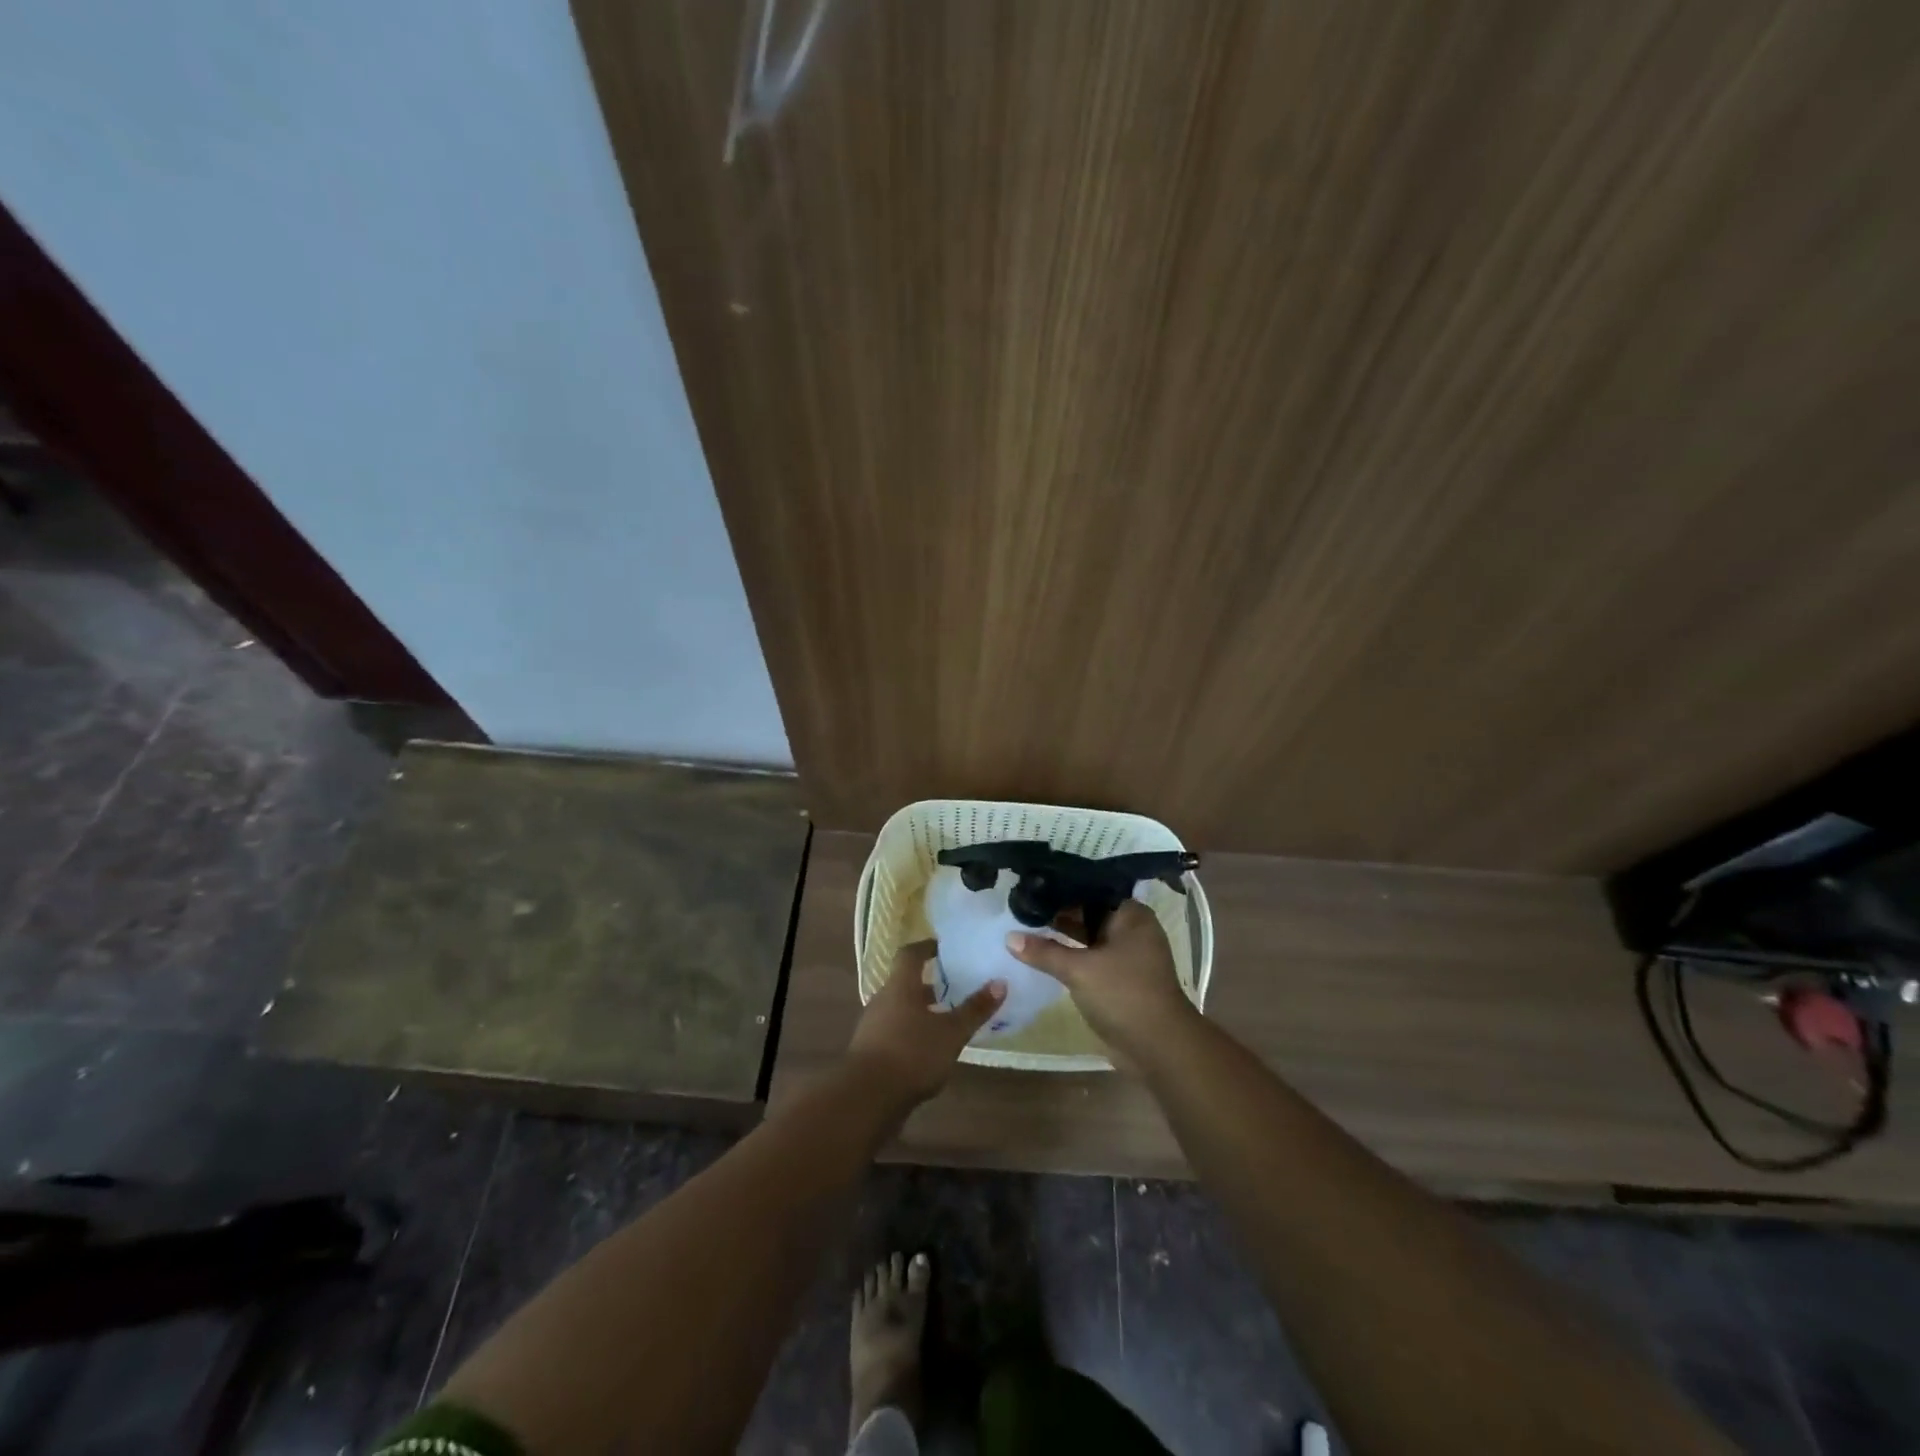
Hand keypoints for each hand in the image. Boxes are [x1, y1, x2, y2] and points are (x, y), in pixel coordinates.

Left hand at [845, 942, 1005, 1107]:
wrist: (866, 1098)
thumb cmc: (912, 1053)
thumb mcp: (951, 1032)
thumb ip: (975, 1009)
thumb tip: (1000, 982)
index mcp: (900, 986)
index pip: (910, 954)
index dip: (926, 947)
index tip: (943, 948)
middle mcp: (883, 999)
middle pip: (905, 983)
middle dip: (928, 984)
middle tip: (953, 987)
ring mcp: (872, 1026)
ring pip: (899, 1008)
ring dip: (920, 1011)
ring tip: (945, 1021)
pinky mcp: (869, 1051)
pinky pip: (893, 1031)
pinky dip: (911, 1033)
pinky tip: (928, 1051)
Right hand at [1005, 901, 1194, 1067]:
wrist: (1158, 1048)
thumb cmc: (1123, 994)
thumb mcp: (1079, 969)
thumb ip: (1044, 951)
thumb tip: (1009, 937)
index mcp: (1131, 915)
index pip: (1092, 889)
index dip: (1062, 887)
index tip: (1032, 884)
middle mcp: (1131, 930)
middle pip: (1089, 913)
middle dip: (1059, 911)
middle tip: (1022, 903)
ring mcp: (1126, 956)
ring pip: (1087, 937)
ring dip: (1062, 935)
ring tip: (1024, 924)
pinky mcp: (1118, 979)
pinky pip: (1089, 958)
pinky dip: (1070, 955)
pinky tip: (1041, 952)